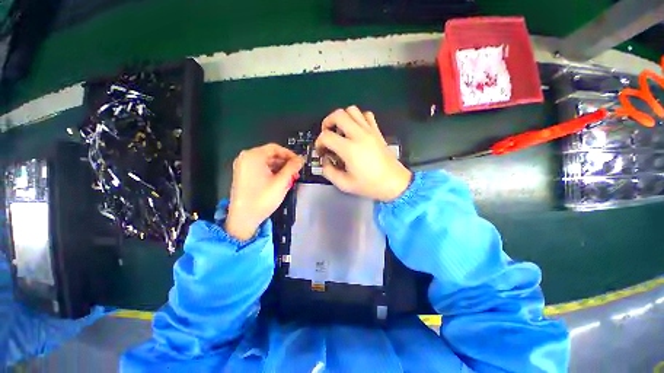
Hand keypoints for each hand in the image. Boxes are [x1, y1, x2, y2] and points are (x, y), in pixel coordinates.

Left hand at [225, 144, 303, 240]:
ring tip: (290, 177)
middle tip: (296, 171)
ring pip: (266, 162)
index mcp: (253, 156)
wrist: (243, 219)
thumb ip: (293, 167)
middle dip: (285, 162)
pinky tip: (280, 180)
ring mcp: (243, 167)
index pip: (275, 148)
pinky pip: (260, 168)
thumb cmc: (263, 198)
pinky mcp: (243, 175)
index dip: (290, 154)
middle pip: (270, 154)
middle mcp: (246, 158)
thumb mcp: (281, 182)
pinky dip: (272, 172)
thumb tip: (301, 159)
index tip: (299, 162)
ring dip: (280, 168)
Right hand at [315, 106, 411, 200]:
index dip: (319, 143)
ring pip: (352, 110)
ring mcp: (370, 131)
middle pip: (338, 115)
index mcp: (350, 149)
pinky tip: (355, 130)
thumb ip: (329, 172)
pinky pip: (366, 115)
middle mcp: (359, 135)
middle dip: (327, 122)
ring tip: (340, 131)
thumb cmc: (370, 185)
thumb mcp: (345, 184)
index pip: (326, 136)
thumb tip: (325, 161)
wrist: (394, 183)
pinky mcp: (377, 131)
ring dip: (342, 118)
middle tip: (327, 135)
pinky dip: (357, 118)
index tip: (321, 151)